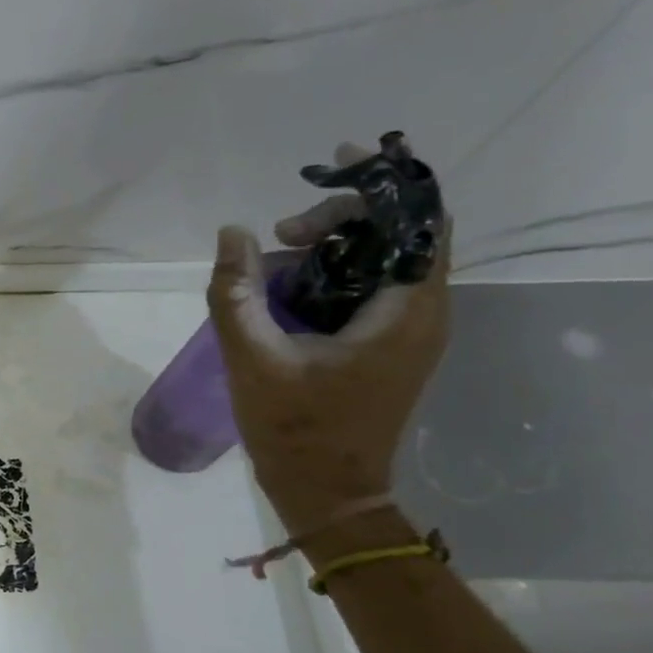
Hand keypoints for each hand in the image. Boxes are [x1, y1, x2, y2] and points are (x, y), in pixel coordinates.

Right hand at [206, 172, 450, 535]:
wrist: (327, 491)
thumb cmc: (296, 429)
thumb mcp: (254, 358)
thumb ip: (236, 293)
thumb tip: (231, 233)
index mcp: (404, 312)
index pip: (418, 220)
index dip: (383, 181)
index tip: (334, 161)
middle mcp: (421, 313)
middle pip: (399, 233)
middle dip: (340, 216)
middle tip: (278, 232)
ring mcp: (407, 330)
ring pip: (383, 259)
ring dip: (332, 244)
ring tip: (272, 258)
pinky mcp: (388, 345)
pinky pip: (370, 287)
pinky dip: (333, 271)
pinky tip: (285, 284)